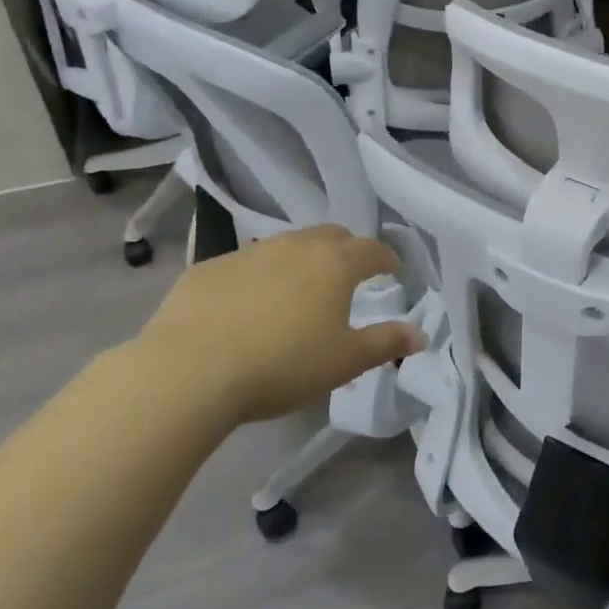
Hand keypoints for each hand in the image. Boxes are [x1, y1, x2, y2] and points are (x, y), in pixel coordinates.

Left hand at [132, 225, 424, 426]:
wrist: (187, 373)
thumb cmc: (282, 365)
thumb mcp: (345, 362)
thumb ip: (386, 343)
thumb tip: (420, 335)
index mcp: (336, 264)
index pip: (373, 249)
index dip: (387, 259)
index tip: (392, 271)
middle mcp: (296, 247)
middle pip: (331, 235)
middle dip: (346, 250)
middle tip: (349, 276)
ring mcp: (248, 254)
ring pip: (286, 246)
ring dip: (301, 261)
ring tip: (299, 291)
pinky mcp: (207, 269)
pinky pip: (245, 265)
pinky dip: (259, 277)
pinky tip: (248, 306)